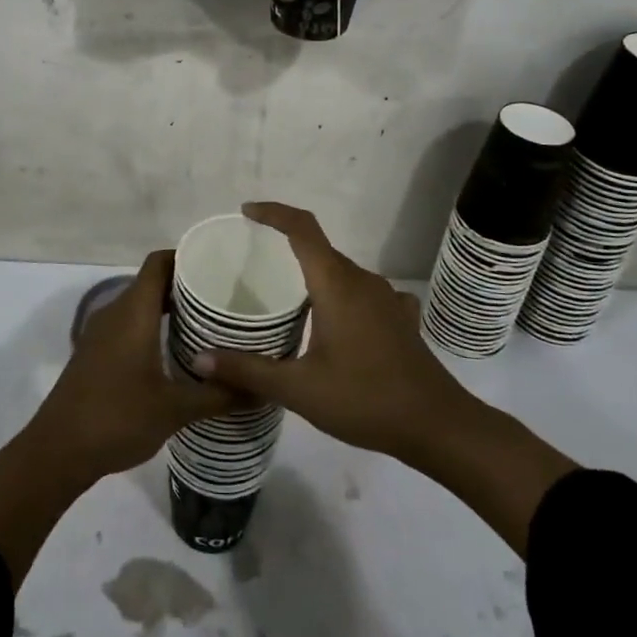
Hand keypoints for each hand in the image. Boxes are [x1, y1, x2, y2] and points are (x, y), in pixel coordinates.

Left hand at [0, 250, 237, 585]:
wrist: (57, 451)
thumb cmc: (117, 418)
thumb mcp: (174, 409)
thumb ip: (218, 394)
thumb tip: (261, 387)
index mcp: (132, 312)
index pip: (159, 262)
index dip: (186, 256)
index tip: (219, 266)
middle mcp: (114, 312)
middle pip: (151, 281)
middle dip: (185, 285)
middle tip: (224, 299)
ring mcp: (100, 333)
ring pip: (139, 304)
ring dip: (168, 308)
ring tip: (207, 324)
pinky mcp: (94, 352)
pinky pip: (128, 324)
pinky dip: (152, 326)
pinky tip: (175, 352)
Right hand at [192, 203, 578, 556]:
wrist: (437, 425)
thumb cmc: (365, 399)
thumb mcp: (298, 389)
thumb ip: (247, 370)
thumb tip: (199, 360)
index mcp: (336, 284)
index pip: (302, 229)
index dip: (273, 213)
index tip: (247, 212)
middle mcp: (363, 281)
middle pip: (320, 249)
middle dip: (286, 247)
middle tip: (254, 263)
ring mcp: (387, 299)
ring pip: (342, 272)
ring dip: (314, 274)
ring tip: (287, 295)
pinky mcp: (401, 318)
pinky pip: (363, 293)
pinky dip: (341, 295)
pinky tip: (335, 321)